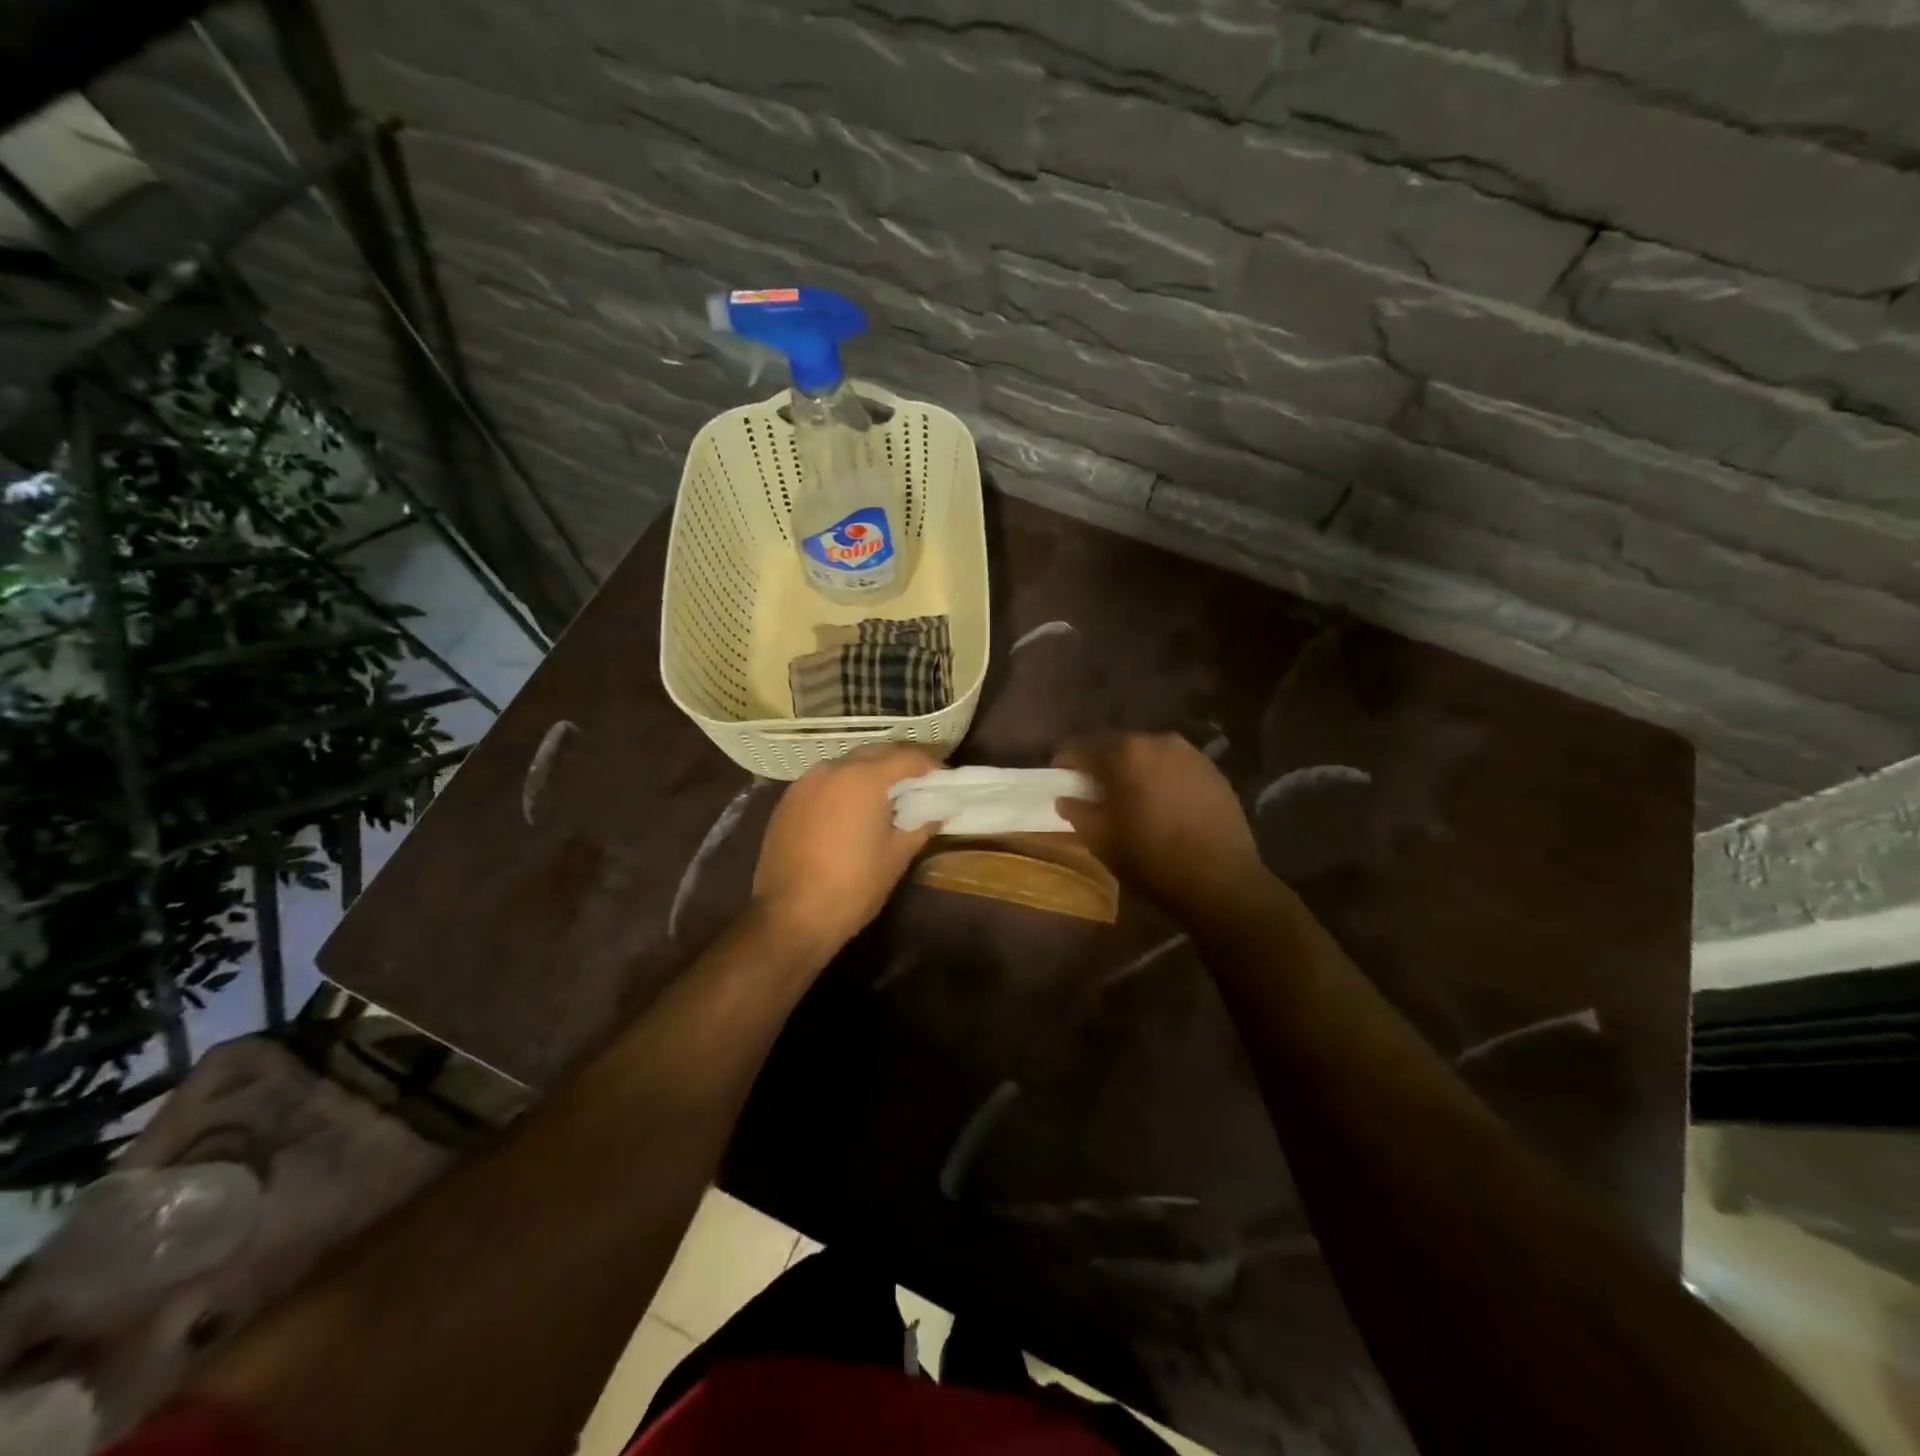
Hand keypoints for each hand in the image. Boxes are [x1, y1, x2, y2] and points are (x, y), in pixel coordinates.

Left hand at [752, 743, 940, 957]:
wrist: (790, 916)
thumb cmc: (853, 886)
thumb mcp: (896, 856)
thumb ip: (920, 825)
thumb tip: (939, 811)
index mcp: (863, 778)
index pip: (907, 757)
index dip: (930, 766)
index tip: (944, 780)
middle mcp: (832, 770)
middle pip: (875, 754)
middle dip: (899, 764)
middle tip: (919, 786)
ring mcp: (805, 783)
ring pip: (846, 766)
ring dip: (869, 774)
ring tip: (886, 799)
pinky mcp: (787, 801)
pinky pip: (824, 783)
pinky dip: (844, 788)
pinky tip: (852, 812)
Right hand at [1056, 733, 1266, 918]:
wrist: (1222, 879)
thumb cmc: (1152, 858)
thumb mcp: (1102, 840)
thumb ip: (1078, 812)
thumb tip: (1066, 799)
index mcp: (1126, 753)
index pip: (1081, 748)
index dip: (1065, 764)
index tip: (1061, 782)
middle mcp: (1158, 741)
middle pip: (1117, 747)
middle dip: (1102, 766)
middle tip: (1094, 794)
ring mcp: (1191, 754)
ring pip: (1149, 756)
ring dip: (1134, 772)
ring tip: (1132, 800)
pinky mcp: (1214, 771)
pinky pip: (1175, 768)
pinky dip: (1162, 779)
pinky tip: (1164, 806)